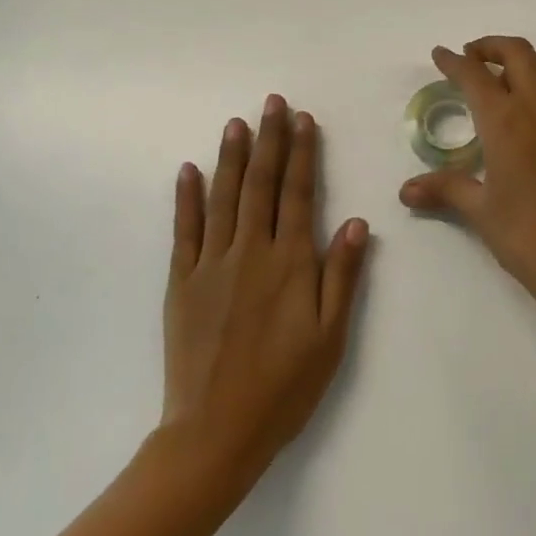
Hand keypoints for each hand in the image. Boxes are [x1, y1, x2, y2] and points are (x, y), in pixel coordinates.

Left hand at [161, 96, 370, 484]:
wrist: (215, 432)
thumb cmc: (284, 386)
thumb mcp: (330, 337)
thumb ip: (342, 276)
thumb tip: (354, 221)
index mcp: (290, 264)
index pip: (298, 194)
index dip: (302, 154)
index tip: (304, 120)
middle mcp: (250, 253)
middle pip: (260, 185)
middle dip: (268, 140)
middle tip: (272, 103)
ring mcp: (211, 265)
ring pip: (223, 198)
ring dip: (231, 157)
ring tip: (237, 123)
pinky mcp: (181, 283)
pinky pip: (184, 231)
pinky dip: (187, 198)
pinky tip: (189, 171)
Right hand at [399, 37, 535, 323]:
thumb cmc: (528, 236)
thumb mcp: (481, 212)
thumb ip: (445, 189)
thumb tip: (406, 190)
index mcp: (507, 121)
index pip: (476, 77)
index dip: (454, 62)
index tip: (440, 54)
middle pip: (518, 53)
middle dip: (490, 47)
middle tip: (468, 58)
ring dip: (521, 58)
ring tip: (498, 76)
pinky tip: (523, 110)